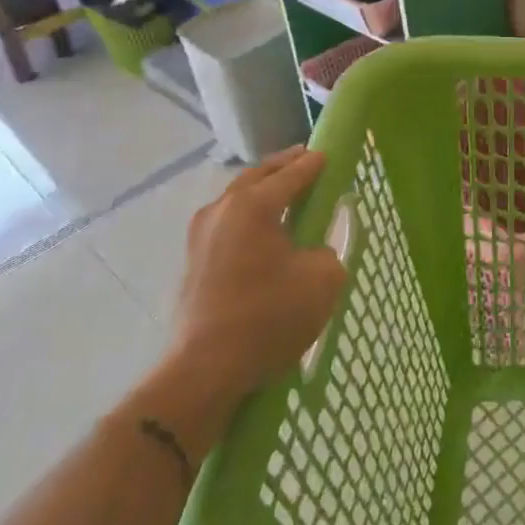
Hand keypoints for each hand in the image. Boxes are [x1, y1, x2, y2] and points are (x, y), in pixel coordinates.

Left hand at [168, 148, 345, 397]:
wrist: (206, 369)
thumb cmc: (269, 317)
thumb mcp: (323, 280)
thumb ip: (326, 252)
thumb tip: (311, 252)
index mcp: (254, 205)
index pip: (293, 173)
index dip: (315, 163)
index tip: (330, 154)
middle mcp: (223, 209)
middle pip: (258, 175)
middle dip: (284, 166)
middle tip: (307, 161)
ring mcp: (201, 234)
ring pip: (237, 196)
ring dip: (262, 189)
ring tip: (286, 193)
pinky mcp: (193, 260)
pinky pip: (227, 221)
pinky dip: (248, 214)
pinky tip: (262, 229)